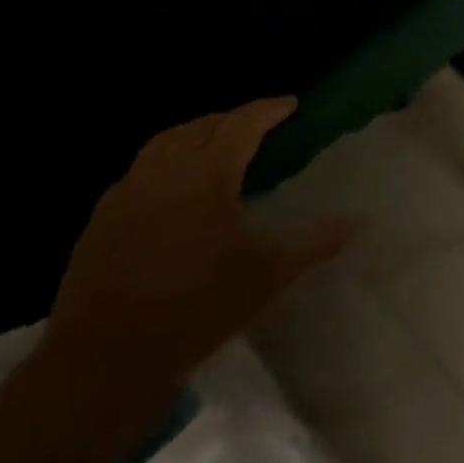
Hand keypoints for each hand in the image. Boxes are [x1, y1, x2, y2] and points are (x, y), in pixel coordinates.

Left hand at [48, 99, 355, 386]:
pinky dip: (164, 162)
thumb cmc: (199, 309)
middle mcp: (166, 171)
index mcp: (208, 175)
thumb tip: (362, 222)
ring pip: (164, 142)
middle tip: (256, 126)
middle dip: (232, 119)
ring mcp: (127, 192)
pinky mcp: (101, 217)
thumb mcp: (270, 277)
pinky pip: (139, 170)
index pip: (243, 124)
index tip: (290, 104)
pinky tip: (172, 188)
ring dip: (194, 134)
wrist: (107, 358)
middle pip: (201, 126)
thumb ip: (317, 244)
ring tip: (214, 145)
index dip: (268, 110)